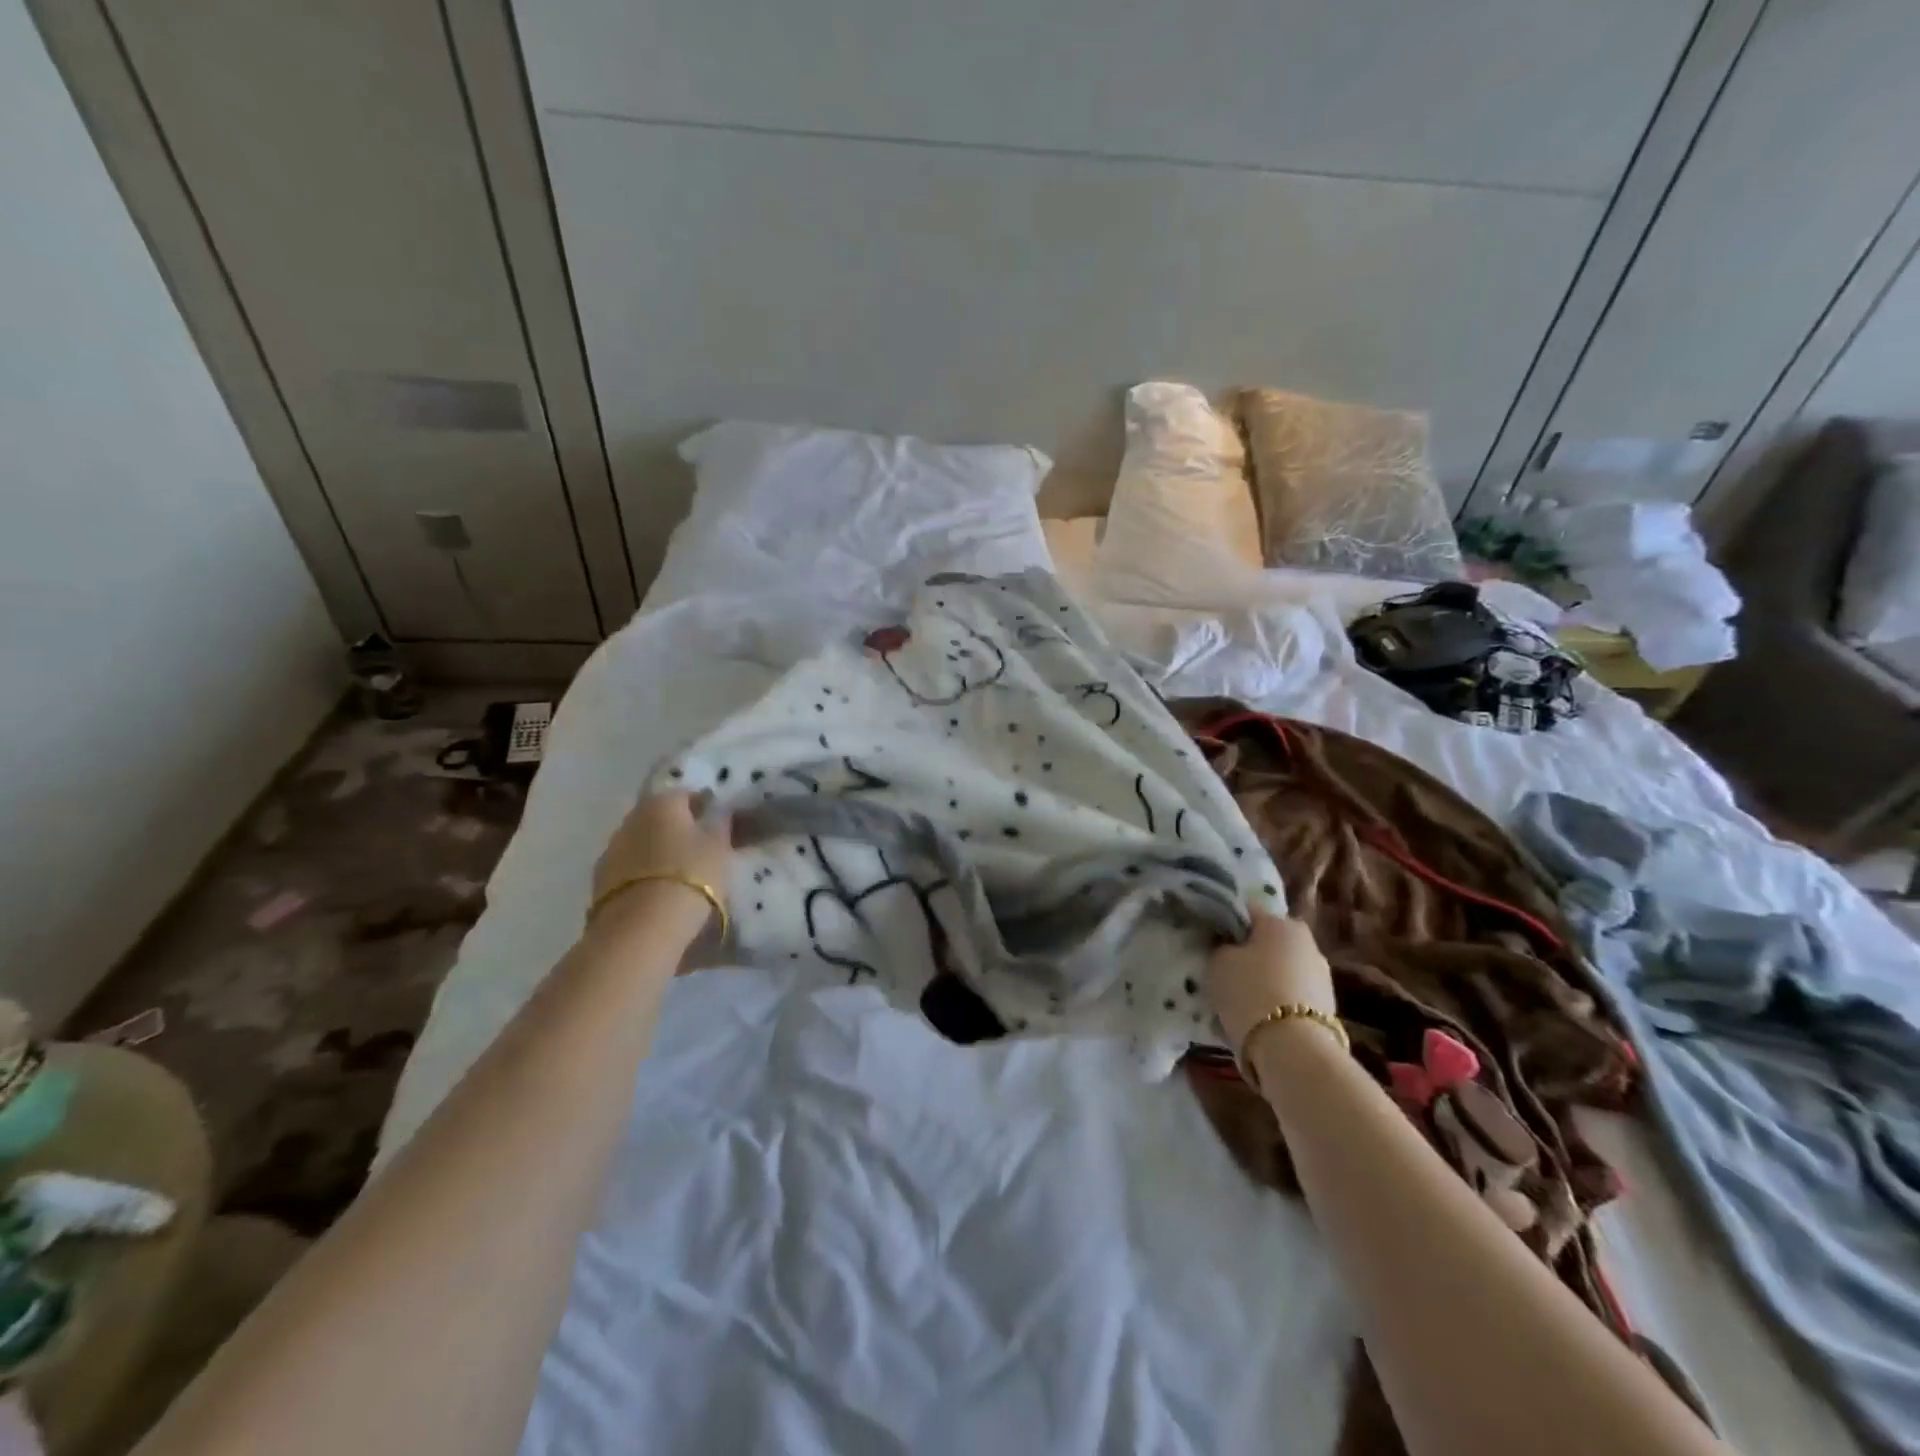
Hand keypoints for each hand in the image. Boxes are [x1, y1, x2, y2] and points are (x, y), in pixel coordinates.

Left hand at [591, 790, 733, 919]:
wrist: (641, 928)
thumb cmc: (690, 876)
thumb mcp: (719, 847)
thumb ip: (720, 823)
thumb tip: (719, 810)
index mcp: (661, 803)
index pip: (687, 795)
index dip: (705, 809)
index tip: (720, 827)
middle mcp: (631, 818)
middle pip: (660, 818)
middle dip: (678, 830)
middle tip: (701, 851)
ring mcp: (611, 850)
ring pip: (643, 843)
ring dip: (658, 853)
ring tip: (680, 876)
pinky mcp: (600, 881)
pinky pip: (630, 869)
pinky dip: (644, 875)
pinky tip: (658, 893)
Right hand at [1207, 912, 1336, 1051]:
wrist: (1292, 1049)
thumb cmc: (1250, 992)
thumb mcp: (1218, 962)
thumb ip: (1221, 947)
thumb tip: (1227, 946)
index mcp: (1282, 922)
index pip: (1246, 911)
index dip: (1226, 924)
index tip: (1211, 941)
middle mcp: (1308, 942)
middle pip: (1268, 942)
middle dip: (1249, 954)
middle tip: (1224, 972)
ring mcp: (1322, 976)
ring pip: (1282, 970)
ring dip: (1265, 979)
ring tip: (1240, 1000)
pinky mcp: (1328, 1007)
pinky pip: (1292, 995)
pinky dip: (1277, 1001)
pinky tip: (1259, 1018)